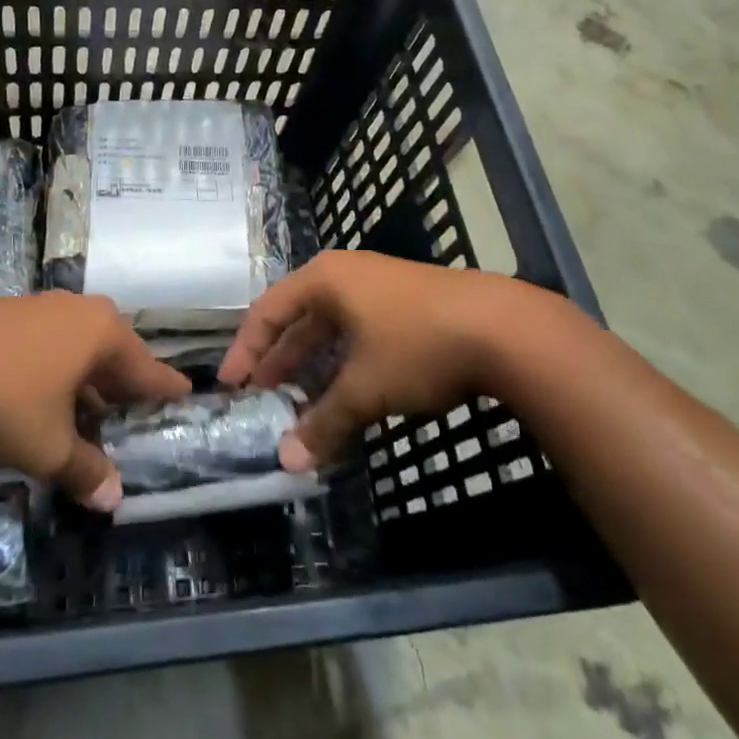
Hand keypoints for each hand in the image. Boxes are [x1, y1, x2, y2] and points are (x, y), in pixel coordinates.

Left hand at [0, 292, 189, 511]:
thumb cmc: (2, 400)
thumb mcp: (48, 447)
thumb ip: (86, 471)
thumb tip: (113, 498)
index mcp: (103, 334)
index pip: (148, 368)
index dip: (165, 390)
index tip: (185, 397)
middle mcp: (79, 311)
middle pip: (114, 353)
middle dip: (121, 387)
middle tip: (129, 416)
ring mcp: (41, 306)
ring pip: (79, 347)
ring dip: (85, 380)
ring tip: (85, 414)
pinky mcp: (7, 312)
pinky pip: (49, 342)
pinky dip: (55, 370)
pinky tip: (40, 396)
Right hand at [218, 251, 592, 470]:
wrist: (507, 329)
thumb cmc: (418, 346)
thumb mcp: (366, 388)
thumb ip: (324, 422)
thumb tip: (288, 462)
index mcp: (326, 279)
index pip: (268, 311)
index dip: (246, 350)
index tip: (230, 385)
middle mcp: (348, 275)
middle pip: (298, 318)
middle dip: (279, 360)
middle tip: (259, 397)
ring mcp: (381, 287)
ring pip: (332, 328)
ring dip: (313, 364)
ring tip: (298, 400)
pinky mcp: (410, 305)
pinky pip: (360, 333)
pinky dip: (344, 362)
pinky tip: (347, 390)